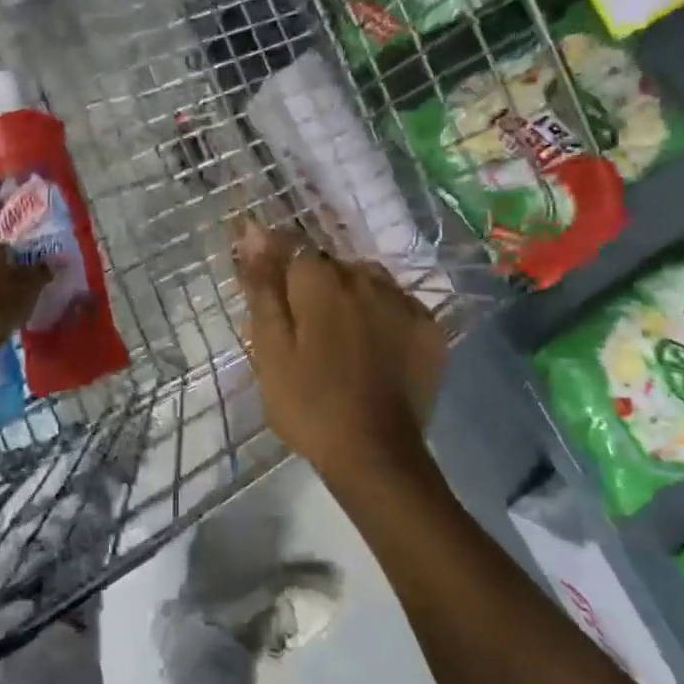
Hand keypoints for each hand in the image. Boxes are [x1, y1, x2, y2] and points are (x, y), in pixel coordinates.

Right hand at [232, 220, 447, 485]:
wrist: (375, 454)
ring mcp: (403, 301)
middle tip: (302, 329)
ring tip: (339, 338)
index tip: (269, 289)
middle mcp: (366, 277)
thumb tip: (253, 230)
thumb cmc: (308, 402)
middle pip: (331, 265)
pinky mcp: (429, 328)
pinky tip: (374, 348)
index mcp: (322, 280)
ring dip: (350, 296)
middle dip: (313, 284)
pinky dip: (383, 316)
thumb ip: (263, 286)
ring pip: (367, 281)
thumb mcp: (270, 347)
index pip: (292, 246)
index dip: (276, 261)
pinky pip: (397, 305)